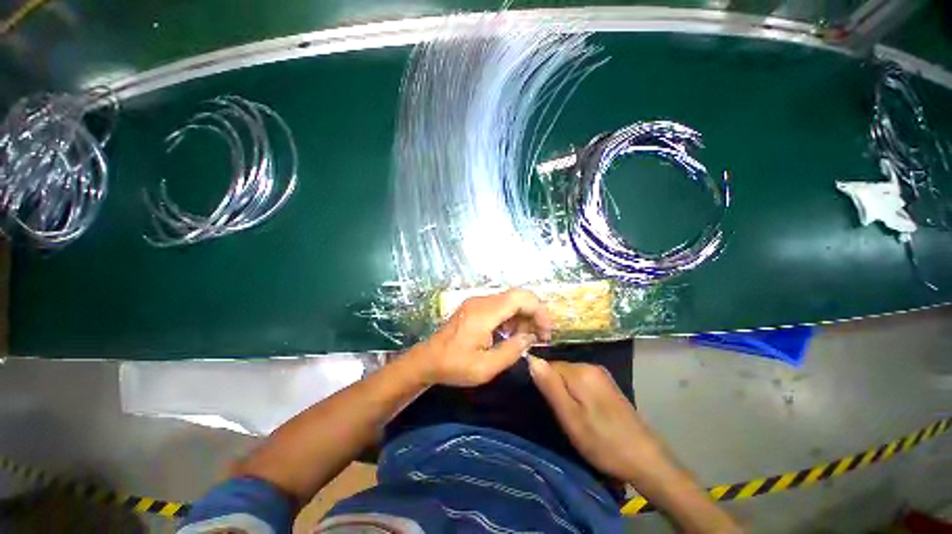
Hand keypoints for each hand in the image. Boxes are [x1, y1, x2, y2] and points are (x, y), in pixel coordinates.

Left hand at [408, 289, 552, 386]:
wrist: (427, 360)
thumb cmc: (454, 366)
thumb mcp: (486, 367)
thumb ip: (512, 351)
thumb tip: (529, 338)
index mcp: (484, 313)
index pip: (521, 298)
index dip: (539, 310)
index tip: (546, 331)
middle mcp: (482, 301)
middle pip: (517, 297)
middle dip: (533, 314)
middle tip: (540, 337)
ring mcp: (477, 302)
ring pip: (510, 301)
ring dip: (523, 317)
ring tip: (527, 339)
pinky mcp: (475, 307)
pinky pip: (500, 306)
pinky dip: (511, 318)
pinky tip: (511, 334)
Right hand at [528, 357, 665, 482]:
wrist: (645, 459)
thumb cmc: (602, 442)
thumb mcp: (570, 417)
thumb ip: (550, 386)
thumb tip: (531, 359)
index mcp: (581, 371)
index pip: (548, 365)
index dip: (543, 384)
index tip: (547, 405)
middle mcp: (591, 366)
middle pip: (559, 369)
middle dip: (555, 388)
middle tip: (560, 415)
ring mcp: (601, 375)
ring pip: (570, 377)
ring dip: (565, 392)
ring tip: (571, 417)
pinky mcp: (607, 385)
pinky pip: (581, 382)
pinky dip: (577, 394)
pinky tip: (584, 413)